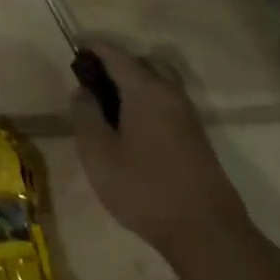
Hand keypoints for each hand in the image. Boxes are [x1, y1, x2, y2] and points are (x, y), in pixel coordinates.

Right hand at [72, 41, 253, 260]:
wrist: (205, 232)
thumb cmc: (144, 188)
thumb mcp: (98, 154)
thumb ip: (85, 115)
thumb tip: (82, 90)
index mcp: (146, 91)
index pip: (116, 55)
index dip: (94, 48)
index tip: (74, 49)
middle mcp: (170, 94)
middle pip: (143, 62)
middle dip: (116, 63)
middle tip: (91, 82)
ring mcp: (187, 115)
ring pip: (158, 81)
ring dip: (133, 82)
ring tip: (108, 105)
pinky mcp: (195, 136)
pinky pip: (166, 101)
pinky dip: (146, 99)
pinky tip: (130, 126)